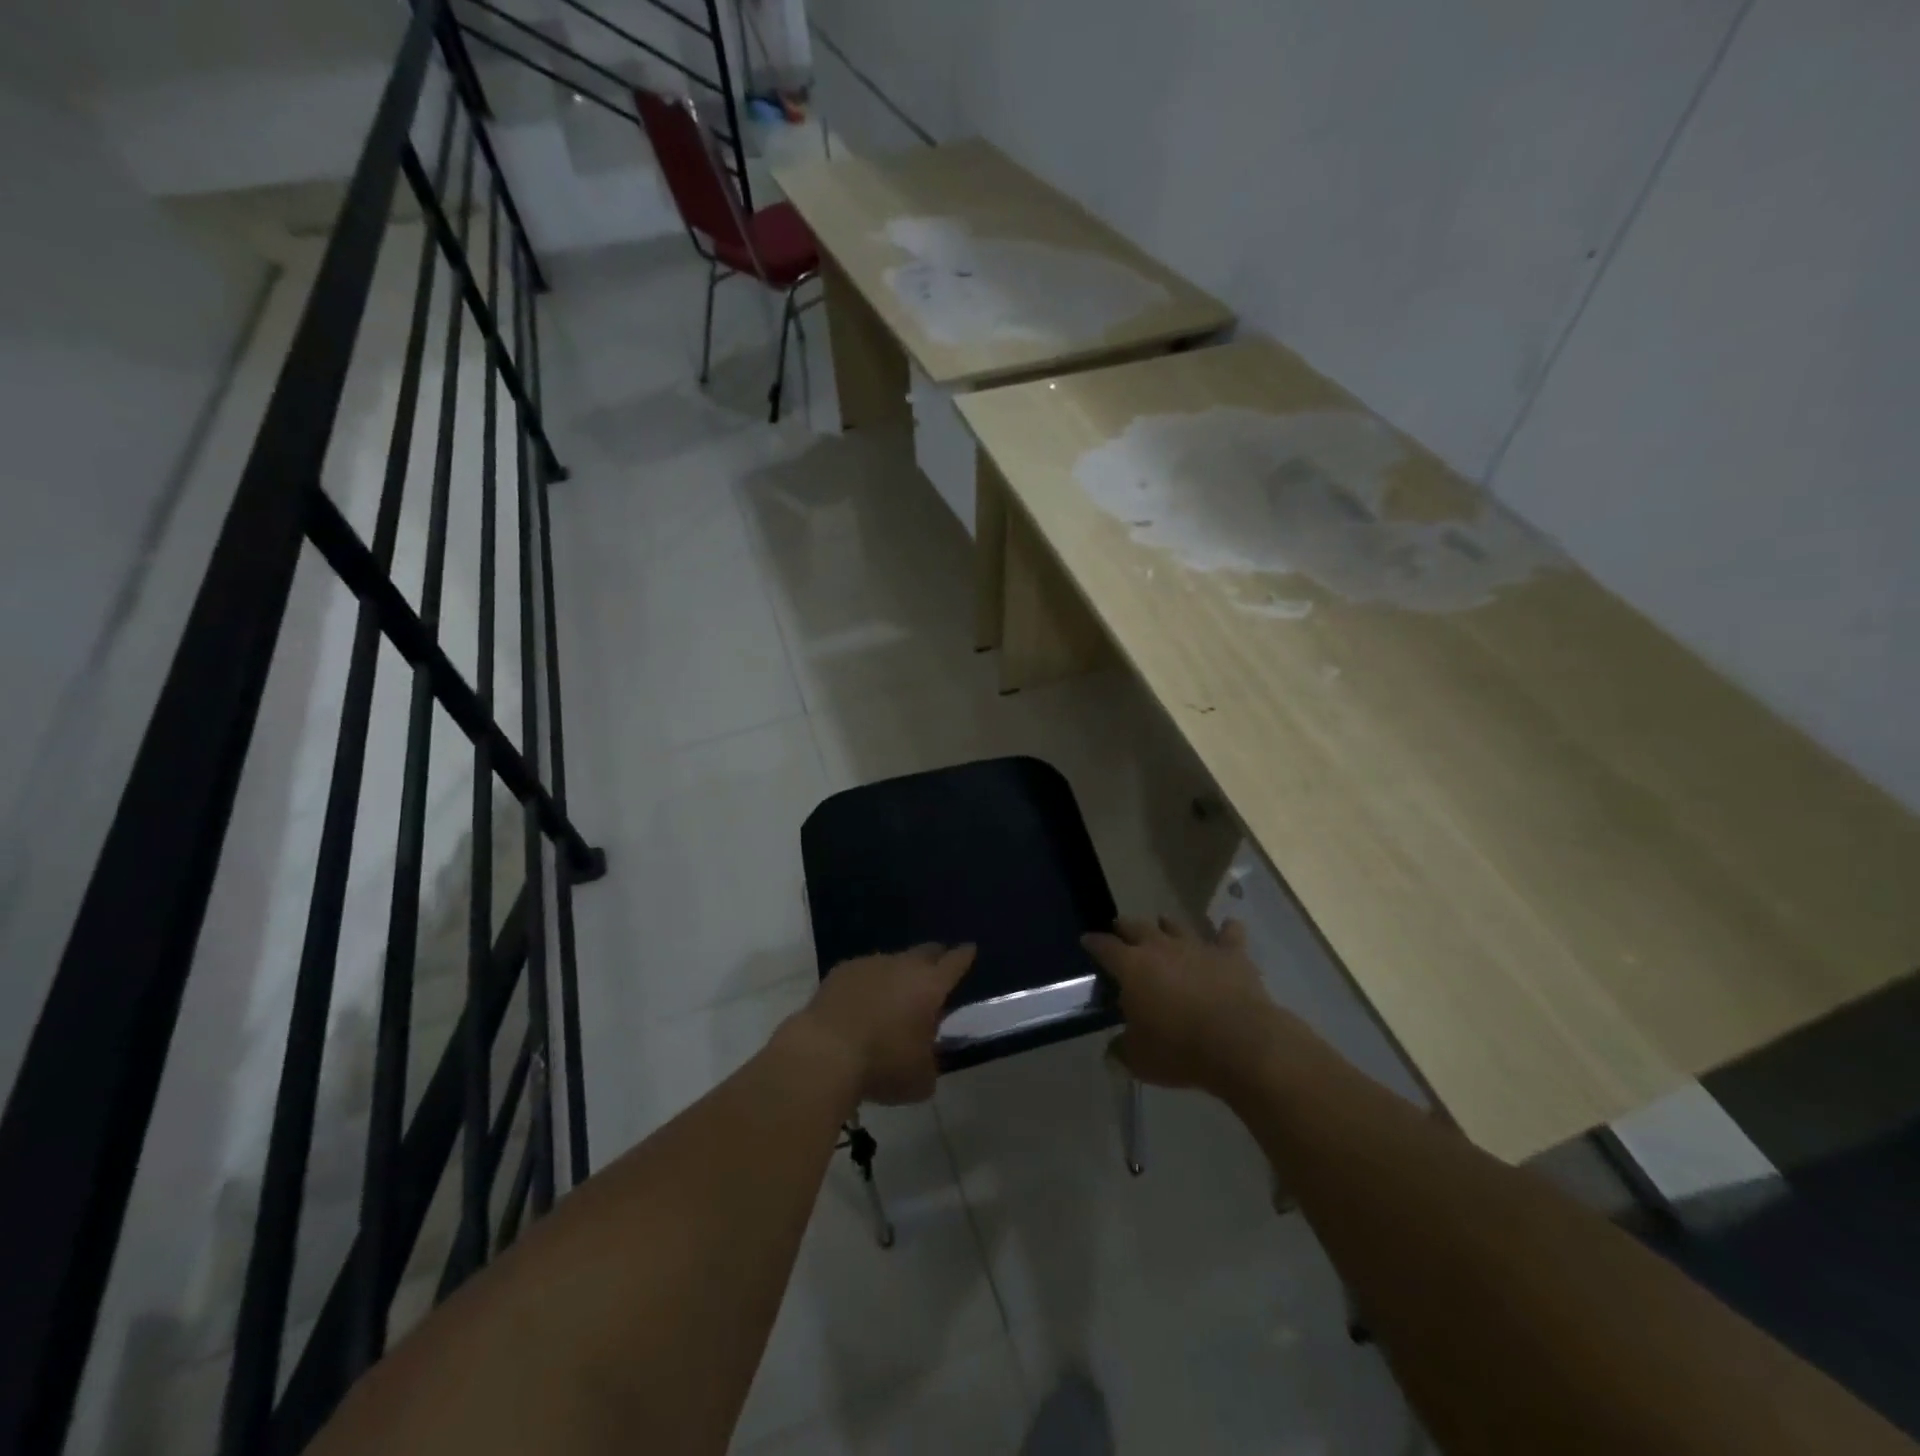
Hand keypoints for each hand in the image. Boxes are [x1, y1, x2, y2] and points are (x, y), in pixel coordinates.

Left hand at [788, 944, 974, 1105]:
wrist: (824, 1053)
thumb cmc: (882, 1065)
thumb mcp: (921, 1078)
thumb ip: (931, 1061)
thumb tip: (926, 1054)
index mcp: (930, 986)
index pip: (955, 962)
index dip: (964, 956)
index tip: (970, 949)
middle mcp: (903, 966)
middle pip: (926, 951)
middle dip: (935, 958)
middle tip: (936, 969)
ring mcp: (870, 964)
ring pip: (892, 961)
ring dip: (898, 974)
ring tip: (894, 995)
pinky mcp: (841, 971)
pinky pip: (863, 972)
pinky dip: (868, 983)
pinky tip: (862, 1003)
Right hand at [1082, 916, 1292, 1096]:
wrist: (1240, 1044)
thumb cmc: (1179, 1050)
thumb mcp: (1139, 1059)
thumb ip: (1121, 1049)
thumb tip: (1113, 1050)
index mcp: (1132, 967)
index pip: (1104, 947)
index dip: (1093, 943)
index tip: (1087, 940)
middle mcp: (1161, 947)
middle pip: (1137, 927)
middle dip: (1126, 927)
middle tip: (1121, 928)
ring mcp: (1197, 946)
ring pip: (1177, 925)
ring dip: (1168, 925)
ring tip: (1163, 925)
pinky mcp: (1231, 954)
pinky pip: (1230, 934)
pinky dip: (1227, 930)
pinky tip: (1228, 927)